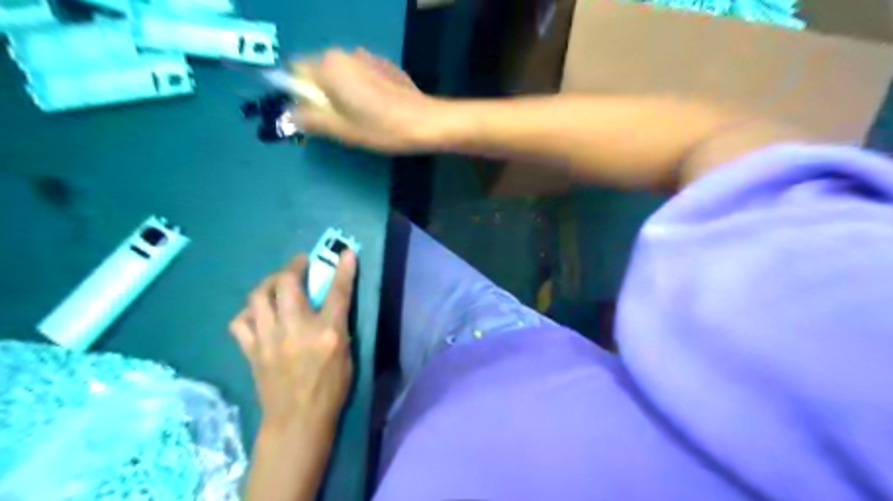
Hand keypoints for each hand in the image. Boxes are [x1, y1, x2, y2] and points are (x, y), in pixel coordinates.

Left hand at [226, 253, 358, 431]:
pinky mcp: (251, 350)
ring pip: (258, 296)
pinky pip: (240, 321)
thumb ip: (339, 326)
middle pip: (287, 284)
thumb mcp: (347, 355)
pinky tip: (258, 313)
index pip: (338, 293)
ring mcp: (269, 339)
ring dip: (269, 283)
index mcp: (327, 334)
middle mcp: (296, 330)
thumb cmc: (330, 389)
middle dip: (294, 265)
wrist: (296, 420)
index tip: (346, 252)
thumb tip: (333, 304)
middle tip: (300, 263)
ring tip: (277, 283)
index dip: (343, 270)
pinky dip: (249, 312)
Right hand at [294, 48, 445, 154]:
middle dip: (322, 93)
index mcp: (328, 67)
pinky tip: (378, 106)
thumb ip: (311, 119)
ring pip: (341, 72)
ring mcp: (367, 56)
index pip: (296, 71)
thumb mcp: (342, 130)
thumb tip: (290, 114)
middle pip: (319, 70)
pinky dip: (362, 87)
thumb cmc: (380, 128)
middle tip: (339, 119)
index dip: (300, 93)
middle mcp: (344, 53)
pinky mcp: (385, 64)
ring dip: (343, 90)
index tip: (314, 113)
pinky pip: (361, 73)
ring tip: (361, 115)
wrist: (425, 122)